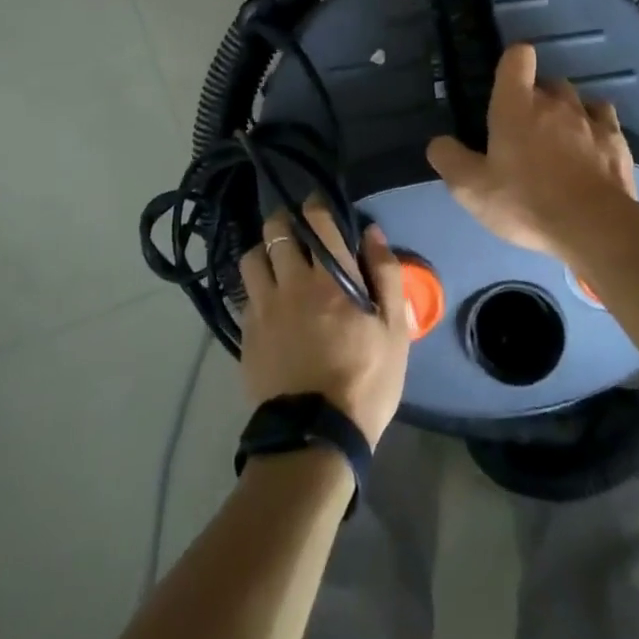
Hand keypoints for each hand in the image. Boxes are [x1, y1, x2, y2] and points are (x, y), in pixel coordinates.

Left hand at [238, 199, 411, 447]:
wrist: (316, 435)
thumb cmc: (366, 380)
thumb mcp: (394, 330)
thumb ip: (386, 275)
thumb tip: (372, 233)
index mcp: (331, 279)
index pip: (318, 223)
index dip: (316, 206)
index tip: (317, 203)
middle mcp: (292, 283)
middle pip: (277, 232)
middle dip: (285, 220)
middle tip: (294, 226)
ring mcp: (264, 307)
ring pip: (252, 258)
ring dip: (263, 250)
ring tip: (274, 259)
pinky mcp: (246, 332)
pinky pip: (244, 294)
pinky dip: (254, 286)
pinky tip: (265, 298)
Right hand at [426, 44, 636, 254]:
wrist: (594, 227)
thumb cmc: (525, 202)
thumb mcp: (471, 189)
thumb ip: (449, 159)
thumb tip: (439, 142)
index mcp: (516, 105)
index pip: (518, 56)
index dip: (511, 63)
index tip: (505, 84)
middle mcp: (555, 102)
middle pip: (546, 82)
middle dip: (535, 98)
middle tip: (524, 130)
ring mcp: (590, 119)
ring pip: (576, 99)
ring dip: (565, 112)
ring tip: (558, 140)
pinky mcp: (617, 141)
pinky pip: (603, 119)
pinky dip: (594, 128)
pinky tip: (588, 149)